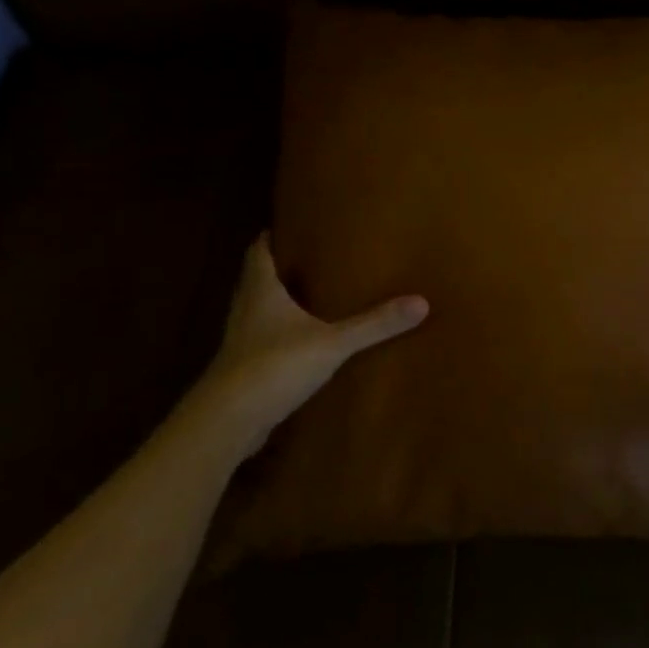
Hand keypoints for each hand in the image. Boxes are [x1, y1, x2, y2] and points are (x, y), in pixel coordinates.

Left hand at [198, 234, 426, 451]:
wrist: (227, 421)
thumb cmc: (274, 366)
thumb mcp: (332, 343)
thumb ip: (374, 324)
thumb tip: (421, 302)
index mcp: (261, 291)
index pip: (258, 252)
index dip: (269, 238)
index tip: (286, 226)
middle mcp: (245, 310)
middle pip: (255, 280)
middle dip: (275, 268)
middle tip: (304, 258)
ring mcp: (239, 343)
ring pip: (255, 312)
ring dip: (274, 303)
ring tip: (305, 296)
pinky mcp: (241, 371)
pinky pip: (259, 342)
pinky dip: (275, 336)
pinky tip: (297, 343)